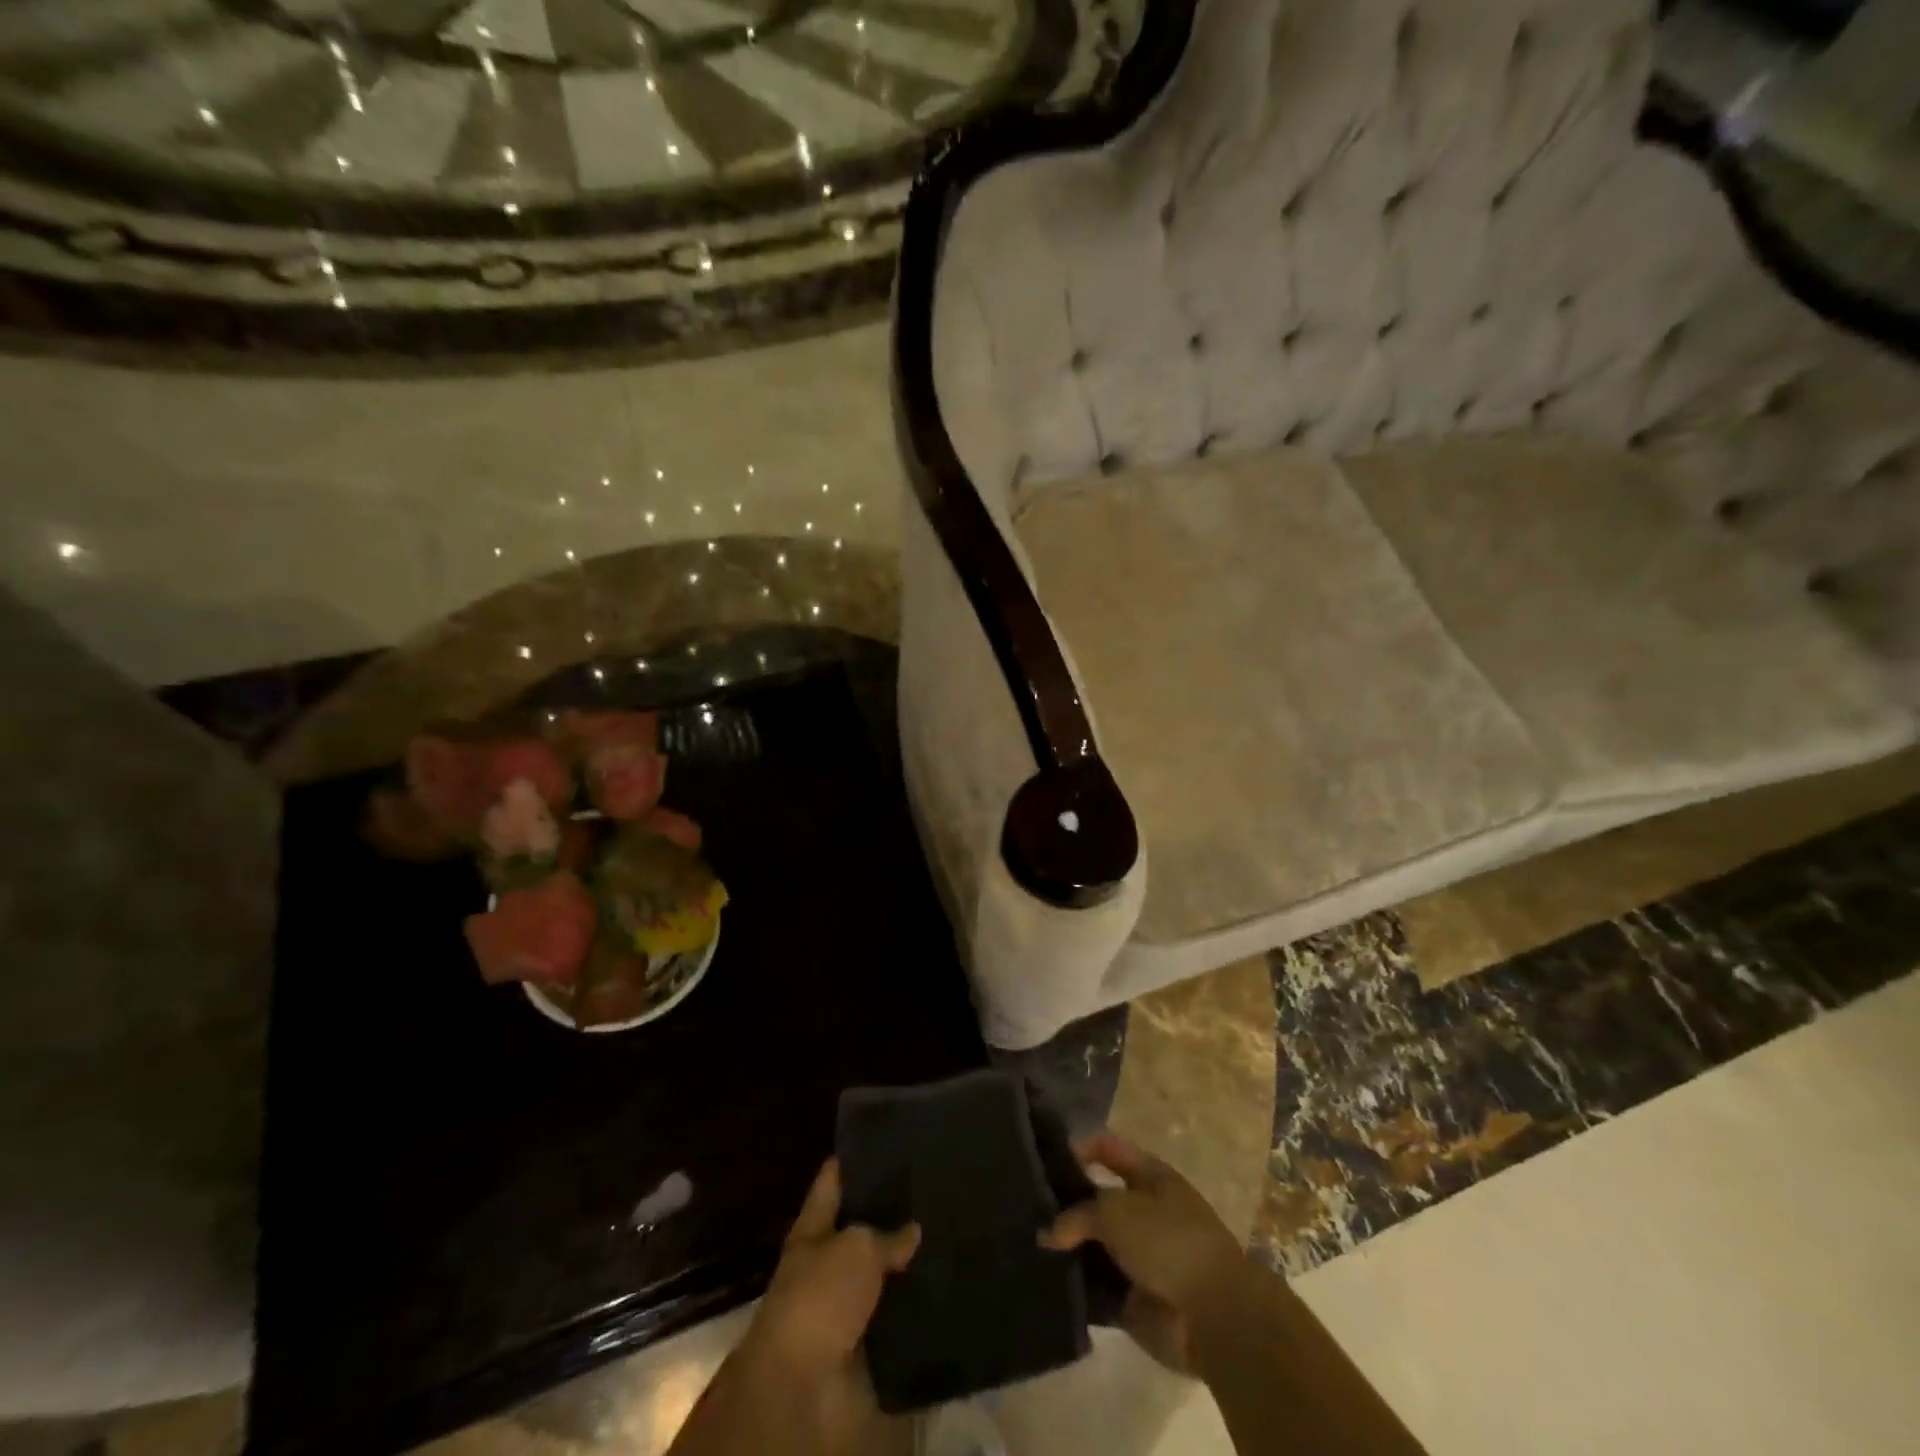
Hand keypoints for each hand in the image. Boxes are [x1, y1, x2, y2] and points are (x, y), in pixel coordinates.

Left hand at [733, 1159, 919, 1451]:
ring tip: (950, 1234)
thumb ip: (885, 1233)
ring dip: (908, 1263)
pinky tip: (948, 1284)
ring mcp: (845, 1305)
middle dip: (892, 1212)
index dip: (853, 1158)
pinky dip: (917, 1306)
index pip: (832, 1181)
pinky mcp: (866, 1343)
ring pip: (882, 1274)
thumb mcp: (856, 1248)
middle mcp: (826, 1263)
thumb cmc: (820, 1299)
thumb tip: (913, 1228)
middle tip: (933, 1187)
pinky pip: (896, 1316)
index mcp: (812, 1230)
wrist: (805, 1388)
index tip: (885, 1138)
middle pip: (860, 1228)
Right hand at [1040, 1132, 1244, 1375]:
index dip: (1078, 1148)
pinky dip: (1076, 1285)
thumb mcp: (1115, 1210)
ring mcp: (1140, 1257)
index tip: (1042, 1157)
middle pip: (1097, 1199)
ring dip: (1067, 1247)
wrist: (1214, 1316)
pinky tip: (1045, 1280)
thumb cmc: (1168, 1241)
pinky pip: (1097, 1286)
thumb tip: (1048, 1233)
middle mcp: (1145, 1211)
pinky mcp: (1134, 1299)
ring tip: (1025, 1241)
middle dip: (1065, 1202)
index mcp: (1150, 1176)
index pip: (1107, 1149)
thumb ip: (1077, 1214)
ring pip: (1094, 1244)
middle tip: (1026, 1204)